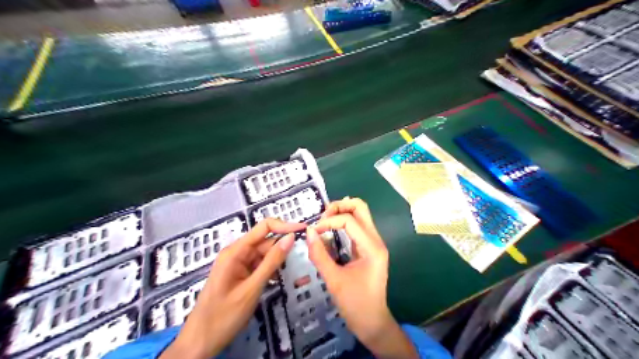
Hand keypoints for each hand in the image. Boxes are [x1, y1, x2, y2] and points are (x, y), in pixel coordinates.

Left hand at [162, 217, 306, 358]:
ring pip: (264, 254)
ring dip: (277, 261)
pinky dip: (270, 270)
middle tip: (303, 255)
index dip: (284, 226)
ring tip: (290, 271)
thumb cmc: (224, 316)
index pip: (264, 227)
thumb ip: (272, 262)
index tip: (304, 230)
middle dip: (283, 247)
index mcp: (236, 251)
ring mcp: (238, 263)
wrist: (200, 342)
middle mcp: (237, 253)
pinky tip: (277, 280)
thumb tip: (291, 237)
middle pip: (266, 241)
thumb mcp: (252, 288)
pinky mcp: (241, 274)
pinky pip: (259, 265)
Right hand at [305, 197, 416, 357]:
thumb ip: (319, 255)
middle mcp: (376, 240)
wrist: (372, 322)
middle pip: (360, 207)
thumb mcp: (334, 280)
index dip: (328, 221)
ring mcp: (374, 243)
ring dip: (341, 212)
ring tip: (324, 222)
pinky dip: (344, 222)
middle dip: (339, 206)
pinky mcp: (369, 247)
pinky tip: (331, 228)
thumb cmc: (355, 304)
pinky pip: (358, 226)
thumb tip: (308, 232)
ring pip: (360, 214)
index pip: (349, 220)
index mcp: (372, 247)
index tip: (313, 232)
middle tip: (322, 218)